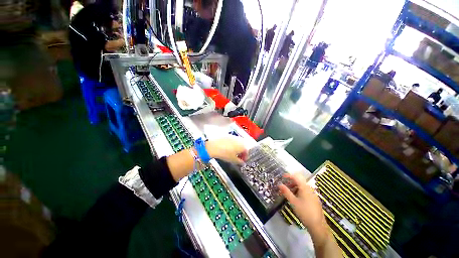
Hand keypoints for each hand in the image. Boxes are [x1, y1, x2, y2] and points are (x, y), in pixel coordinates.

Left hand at [206, 137, 247, 164]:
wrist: (214, 146)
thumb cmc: (225, 154)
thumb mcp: (233, 160)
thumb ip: (240, 162)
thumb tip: (242, 163)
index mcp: (243, 146)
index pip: (247, 152)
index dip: (245, 157)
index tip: (242, 161)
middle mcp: (240, 140)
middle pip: (243, 146)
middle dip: (242, 152)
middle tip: (238, 157)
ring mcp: (234, 137)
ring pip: (239, 143)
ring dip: (238, 148)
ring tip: (233, 153)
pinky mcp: (228, 135)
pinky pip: (233, 140)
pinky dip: (233, 145)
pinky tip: (228, 148)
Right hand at [279, 173, 327, 240]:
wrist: (318, 226)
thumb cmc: (304, 212)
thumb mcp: (293, 202)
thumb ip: (286, 192)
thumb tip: (279, 184)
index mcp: (304, 187)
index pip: (296, 177)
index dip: (288, 175)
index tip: (282, 177)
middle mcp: (310, 189)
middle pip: (299, 181)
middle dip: (291, 182)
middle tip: (284, 186)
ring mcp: (313, 194)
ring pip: (303, 187)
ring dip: (295, 187)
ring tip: (289, 193)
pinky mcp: (315, 200)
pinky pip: (306, 191)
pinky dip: (299, 191)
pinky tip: (297, 199)